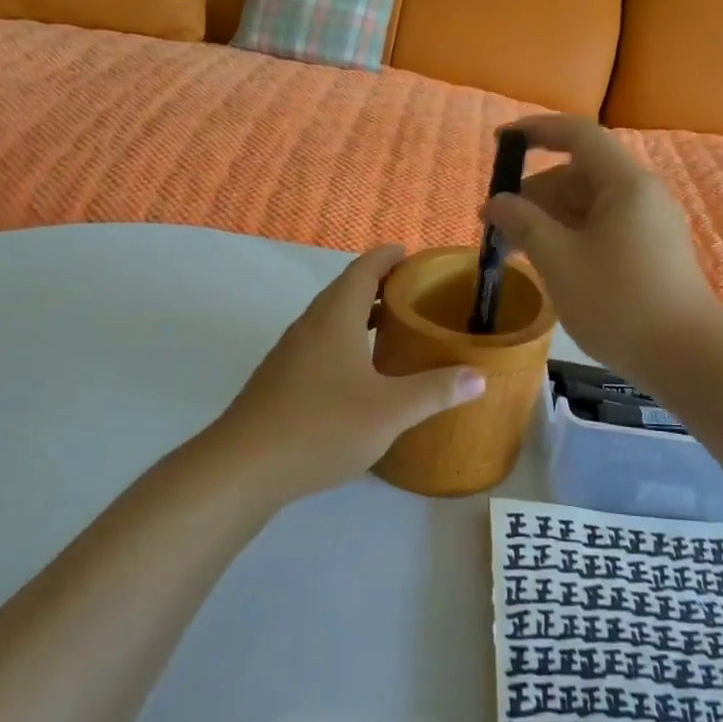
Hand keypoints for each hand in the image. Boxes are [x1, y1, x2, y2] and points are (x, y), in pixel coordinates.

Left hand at [207, 245, 486, 497]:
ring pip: (329, 319)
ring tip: (393, 327)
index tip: (411, 253)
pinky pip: (319, 343)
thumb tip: (479, 375)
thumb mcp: (390, 411)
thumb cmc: (321, 427)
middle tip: (414, 292)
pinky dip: (345, 340)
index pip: (363, 270)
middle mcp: (309, 326)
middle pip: (345, 291)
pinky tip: (360, 372)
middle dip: (378, 285)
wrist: (243, 468)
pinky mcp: (279, 379)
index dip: (387, 257)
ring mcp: (289, 353)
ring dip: (360, 314)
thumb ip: (436, 391)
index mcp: (335, 318)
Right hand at [485, 115, 722, 384]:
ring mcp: (651, 224)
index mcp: (625, 183)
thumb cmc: (619, 303)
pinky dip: (572, 235)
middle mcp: (642, 194)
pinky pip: (604, 227)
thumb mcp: (560, 261)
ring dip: (550, 218)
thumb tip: (497, 202)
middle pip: (581, 173)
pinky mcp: (653, 251)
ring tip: (516, 248)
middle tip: (497, 224)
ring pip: (591, 204)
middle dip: (535, 192)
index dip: (536, 132)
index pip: (578, 134)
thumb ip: (524, 224)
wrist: (687, 358)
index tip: (500, 143)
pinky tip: (550, 262)